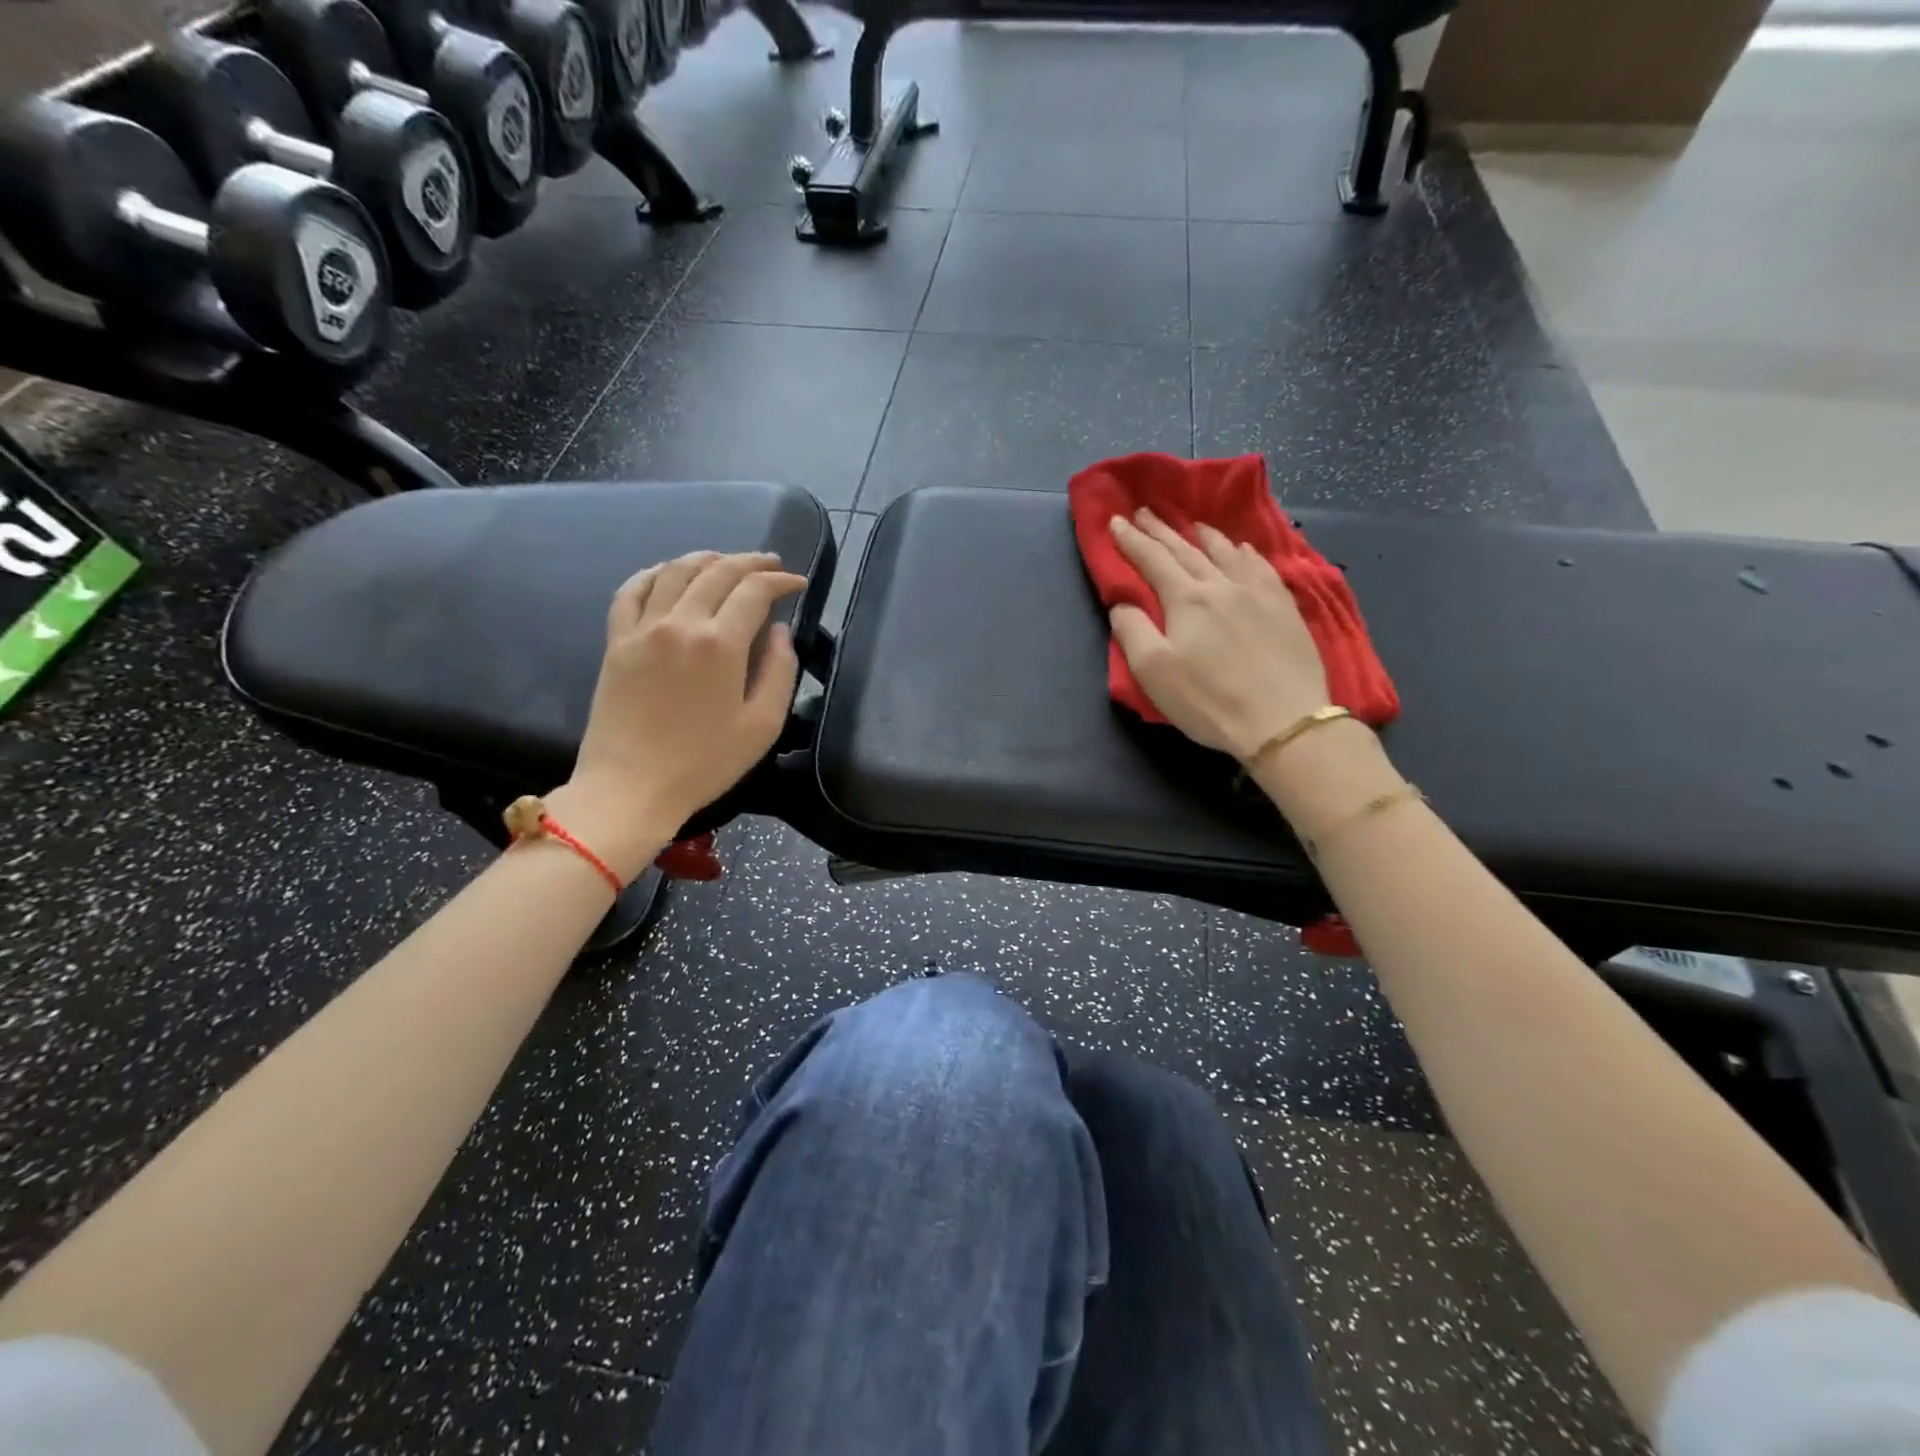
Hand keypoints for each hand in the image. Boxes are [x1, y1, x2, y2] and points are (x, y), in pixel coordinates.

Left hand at [558, 552, 805, 877]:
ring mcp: (643, 629)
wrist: (631, 787)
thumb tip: (780, 632)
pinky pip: (631, 590)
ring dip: (706, 558)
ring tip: (726, 561)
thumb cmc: (704, 763)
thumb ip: (779, 672)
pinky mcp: (616, 641)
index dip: (780, 580)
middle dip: (750, 562)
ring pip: (675, 571)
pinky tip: (668, 573)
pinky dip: (653, 573)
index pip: (755, 591)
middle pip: (717, 571)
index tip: (797, 583)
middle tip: (770, 564)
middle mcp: (681, 623)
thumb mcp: (762, 725)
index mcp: (720, 644)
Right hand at [1109, 509, 1329, 760]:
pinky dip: (1245, 552)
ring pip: (1226, 552)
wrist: (1283, 720)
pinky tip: (1243, 548)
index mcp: (1186, 599)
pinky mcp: (1284, 607)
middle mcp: (1221, 585)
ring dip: (1203, 535)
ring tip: (1192, 523)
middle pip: (1186, 550)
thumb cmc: (1209, 700)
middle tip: (1144, 510)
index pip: (1152, 560)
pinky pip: (1260, 566)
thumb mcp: (1154, 672)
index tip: (1114, 520)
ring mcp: (1257, 593)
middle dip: (1161, 530)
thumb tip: (1123, 603)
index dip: (1131, 540)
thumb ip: (1132, 631)